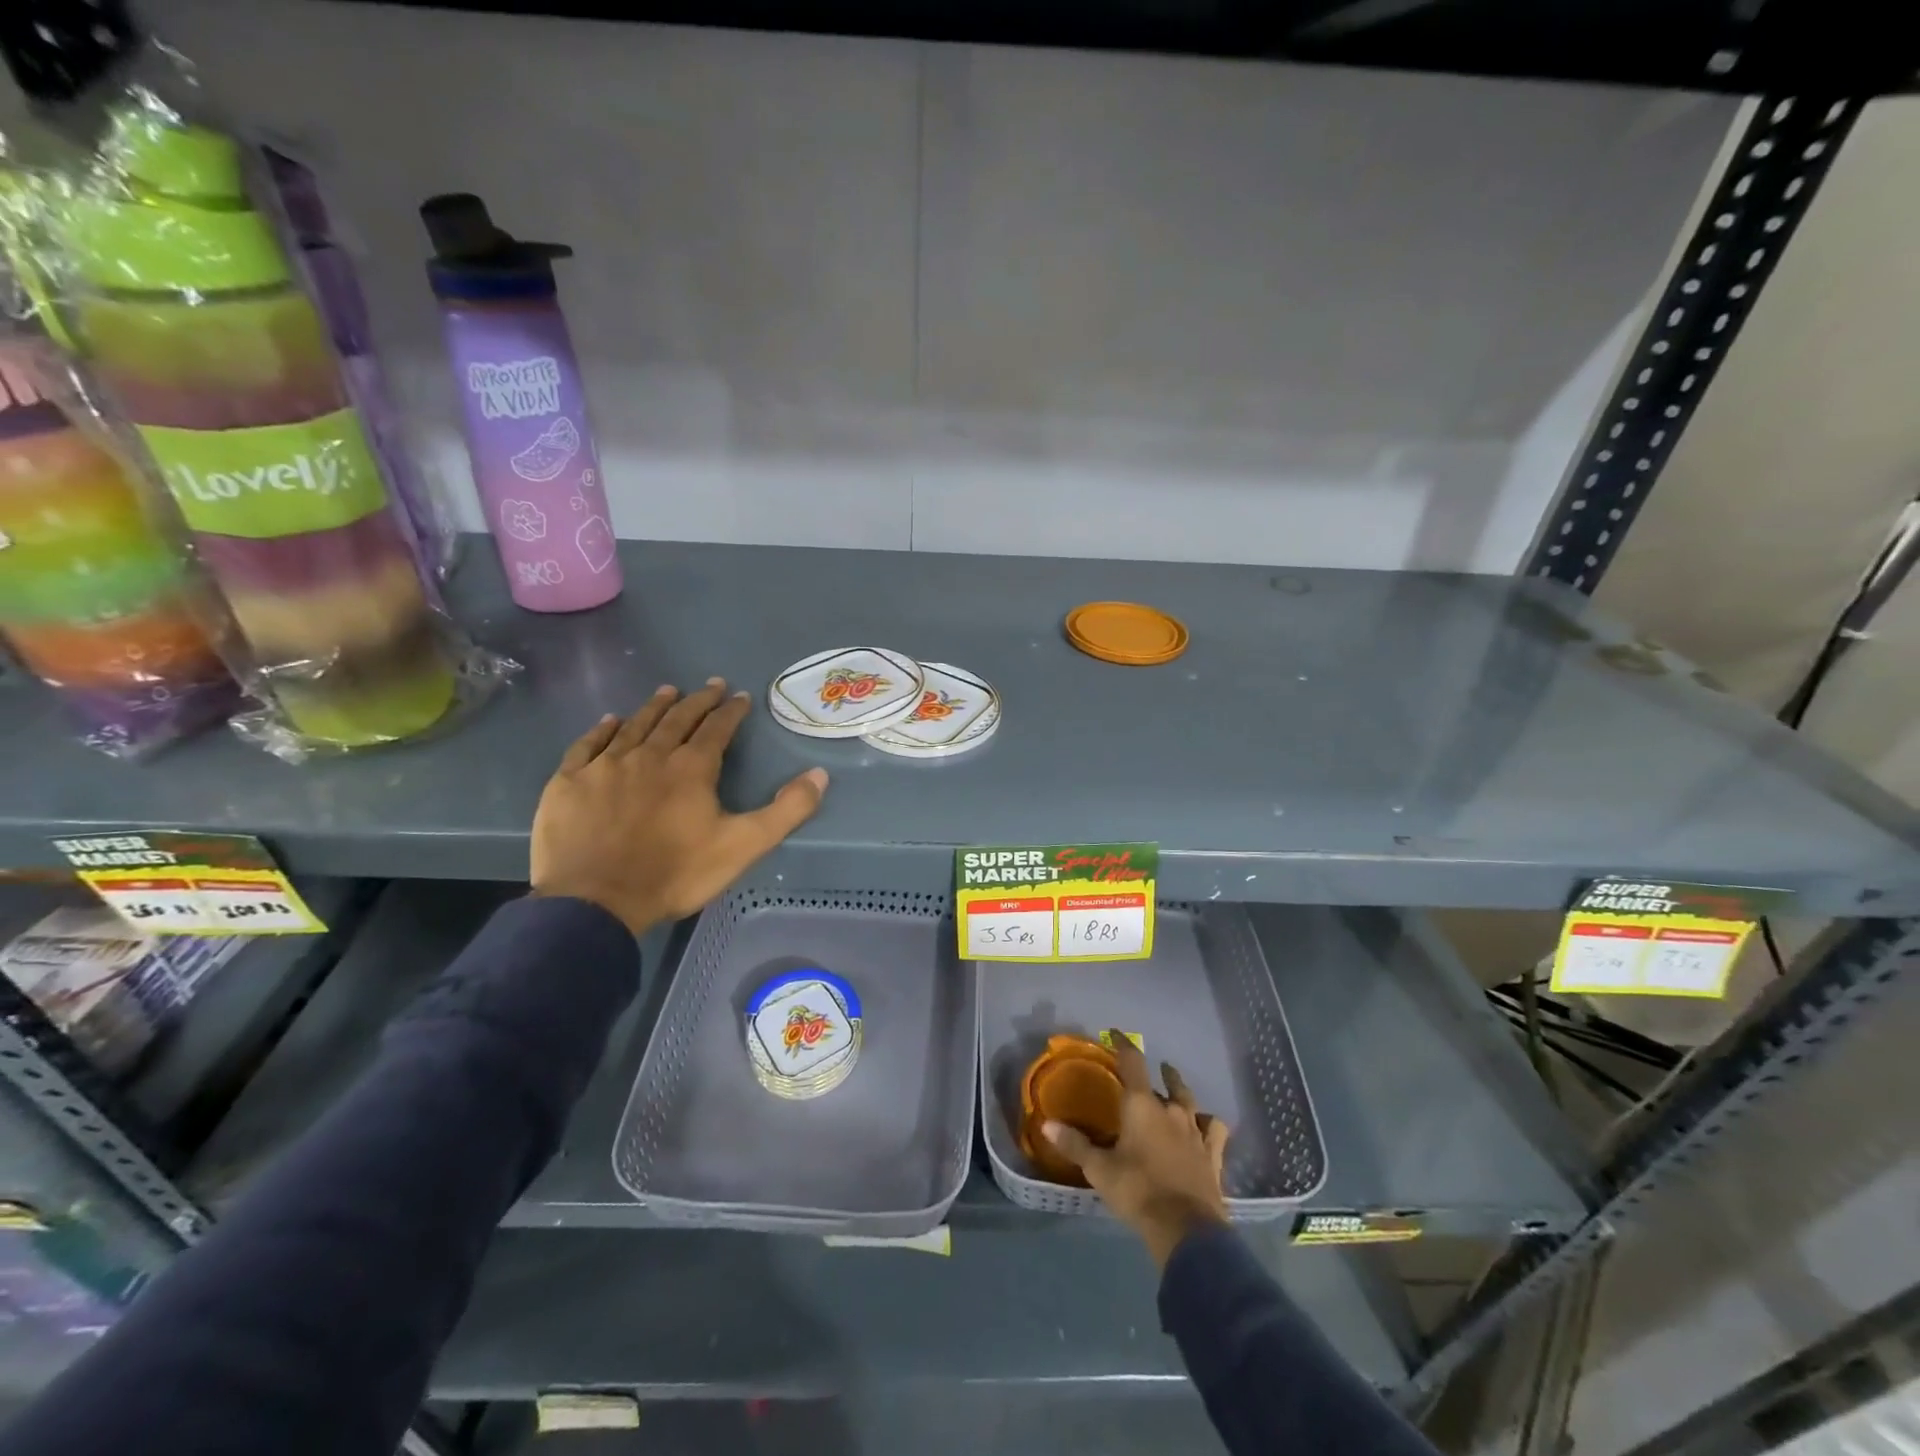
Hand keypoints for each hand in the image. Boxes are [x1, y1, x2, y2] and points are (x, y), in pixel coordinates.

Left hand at [531, 679, 828, 936]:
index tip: (739, 696)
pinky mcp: (569, 782)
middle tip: (710, 684)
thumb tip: (820, 775)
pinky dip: (602, 730)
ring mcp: (605, 766)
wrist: (595, 902)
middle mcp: (649, 755)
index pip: (716, 728)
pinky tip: (610, 721)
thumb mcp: (743, 846)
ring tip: (667, 691)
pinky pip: (588, 745)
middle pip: (677, 719)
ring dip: (654, 707)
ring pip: (634, 725)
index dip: (731, 711)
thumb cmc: (675, 874)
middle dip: (697, 700)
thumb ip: (786, 810)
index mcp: (691, 768)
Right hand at [1043, 1032, 1230, 1267]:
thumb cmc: (1137, 1191)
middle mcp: (1171, 1111)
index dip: (1124, 1044)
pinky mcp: (1213, 1155)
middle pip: (1168, 1082)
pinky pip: (1215, 1130)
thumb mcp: (1100, 1170)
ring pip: (1191, 1102)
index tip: (1116, 1033)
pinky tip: (1206, 1126)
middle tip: (1155, 1069)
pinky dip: (1209, 1124)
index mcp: (1141, 1106)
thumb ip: (1075, 1145)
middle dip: (1160, 1073)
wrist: (1186, 1229)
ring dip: (1183, 1093)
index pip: (1133, 1062)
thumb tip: (1047, 1124)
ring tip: (1178, 1091)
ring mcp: (1195, 1132)